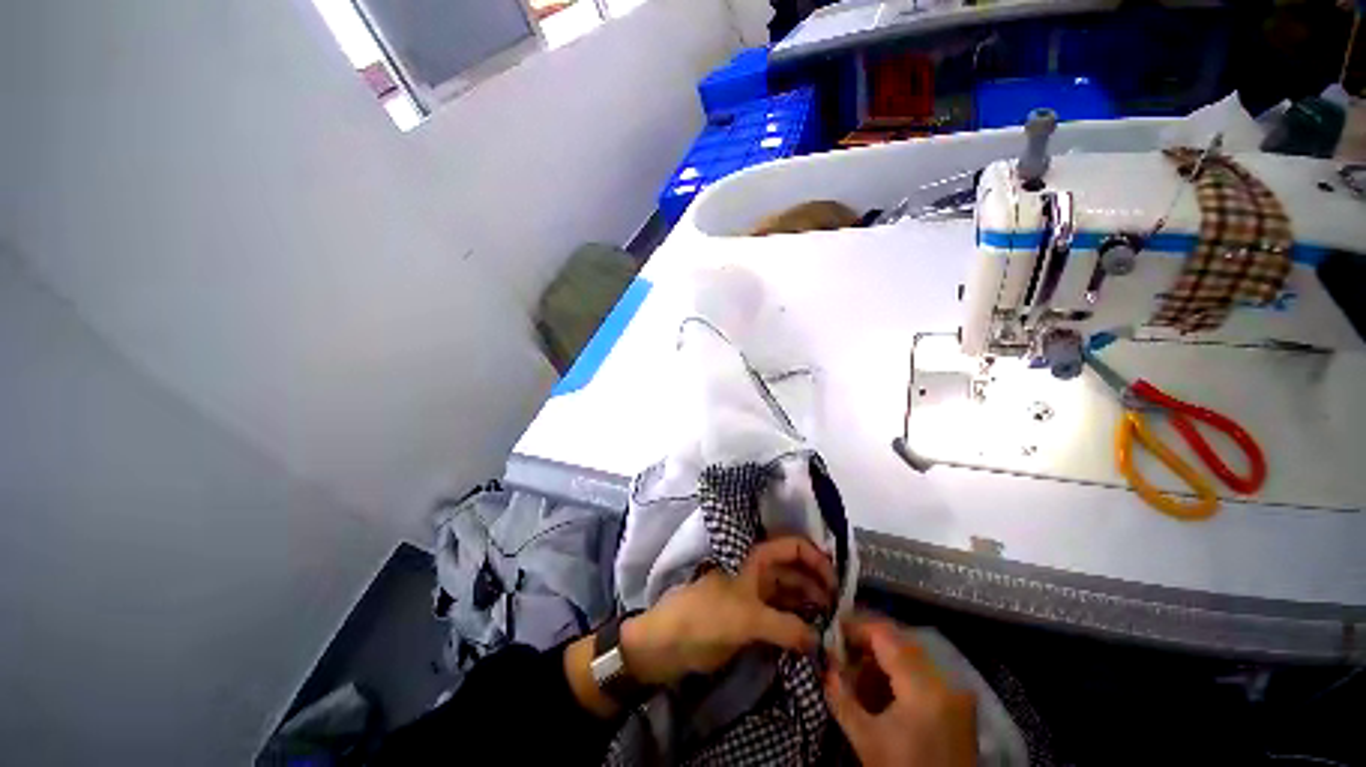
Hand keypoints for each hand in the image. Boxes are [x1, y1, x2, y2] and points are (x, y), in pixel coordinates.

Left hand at [621, 537, 836, 685]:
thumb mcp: (747, 618)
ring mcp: (755, 597)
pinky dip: (797, 626)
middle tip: (840, 612)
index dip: (816, 559)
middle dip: (817, 585)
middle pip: (795, 571)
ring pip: (790, 595)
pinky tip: (812, 640)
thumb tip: (819, 641)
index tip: (836, 583)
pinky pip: (781, 618)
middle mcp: (759, 573)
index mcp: (756, 560)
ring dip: (809, 607)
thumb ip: (786, 627)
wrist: (670, 642)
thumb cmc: (707, 616)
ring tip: (832, 627)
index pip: (793, 547)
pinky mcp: (751, 621)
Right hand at [824, 617, 976, 766]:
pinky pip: (923, 673)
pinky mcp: (959, 705)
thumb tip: (824, 663)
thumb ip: (840, 696)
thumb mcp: (865, 740)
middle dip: (866, 644)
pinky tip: (878, 691)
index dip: (855, 627)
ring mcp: (956, 692)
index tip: (831, 629)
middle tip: (839, 652)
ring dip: (881, 659)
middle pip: (899, 642)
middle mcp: (946, 680)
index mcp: (925, 687)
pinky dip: (898, 675)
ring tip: (855, 675)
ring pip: (911, 656)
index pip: (885, 635)